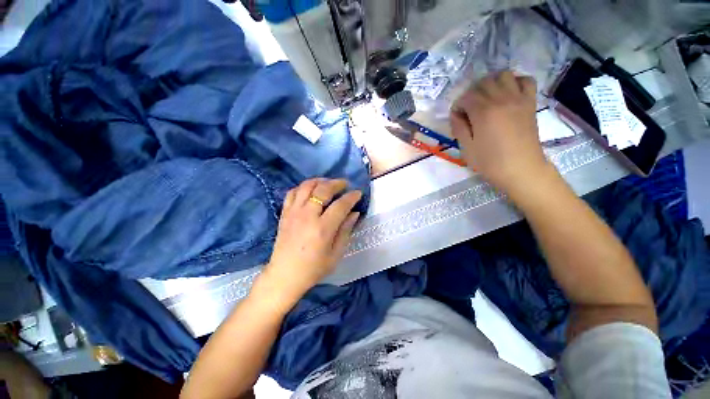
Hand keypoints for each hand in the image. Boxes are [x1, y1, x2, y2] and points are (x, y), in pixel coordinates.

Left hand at [259, 179, 361, 306]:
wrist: (284, 276)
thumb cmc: (313, 268)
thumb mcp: (336, 254)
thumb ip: (345, 231)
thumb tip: (354, 213)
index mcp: (322, 228)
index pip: (340, 205)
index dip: (351, 197)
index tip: (358, 193)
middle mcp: (307, 216)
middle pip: (323, 189)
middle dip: (336, 183)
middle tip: (345, 184)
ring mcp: (293, 213)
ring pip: (306, 186)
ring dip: (320, 181)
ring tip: (328, 183)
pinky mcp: (284, 214)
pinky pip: (292, 193)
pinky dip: (302, 187)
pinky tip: (310, 190)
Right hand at [450, 71, 555, 195]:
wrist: (521, 169)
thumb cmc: (490, 162)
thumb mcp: (467, 148)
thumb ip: (459, 128)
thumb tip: (455, 114)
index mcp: (483, 112)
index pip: (466, 96)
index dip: (458, 105)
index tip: (457, 118)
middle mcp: (501, 99)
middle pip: (483, 83)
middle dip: (472, 94)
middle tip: (470, 110)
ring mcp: (518, 98)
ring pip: (503, 76)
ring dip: (492, 84)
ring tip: (488, 99)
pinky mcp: (530, 102)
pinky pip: (526, 80)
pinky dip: (515, 82)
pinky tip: (509, 94)